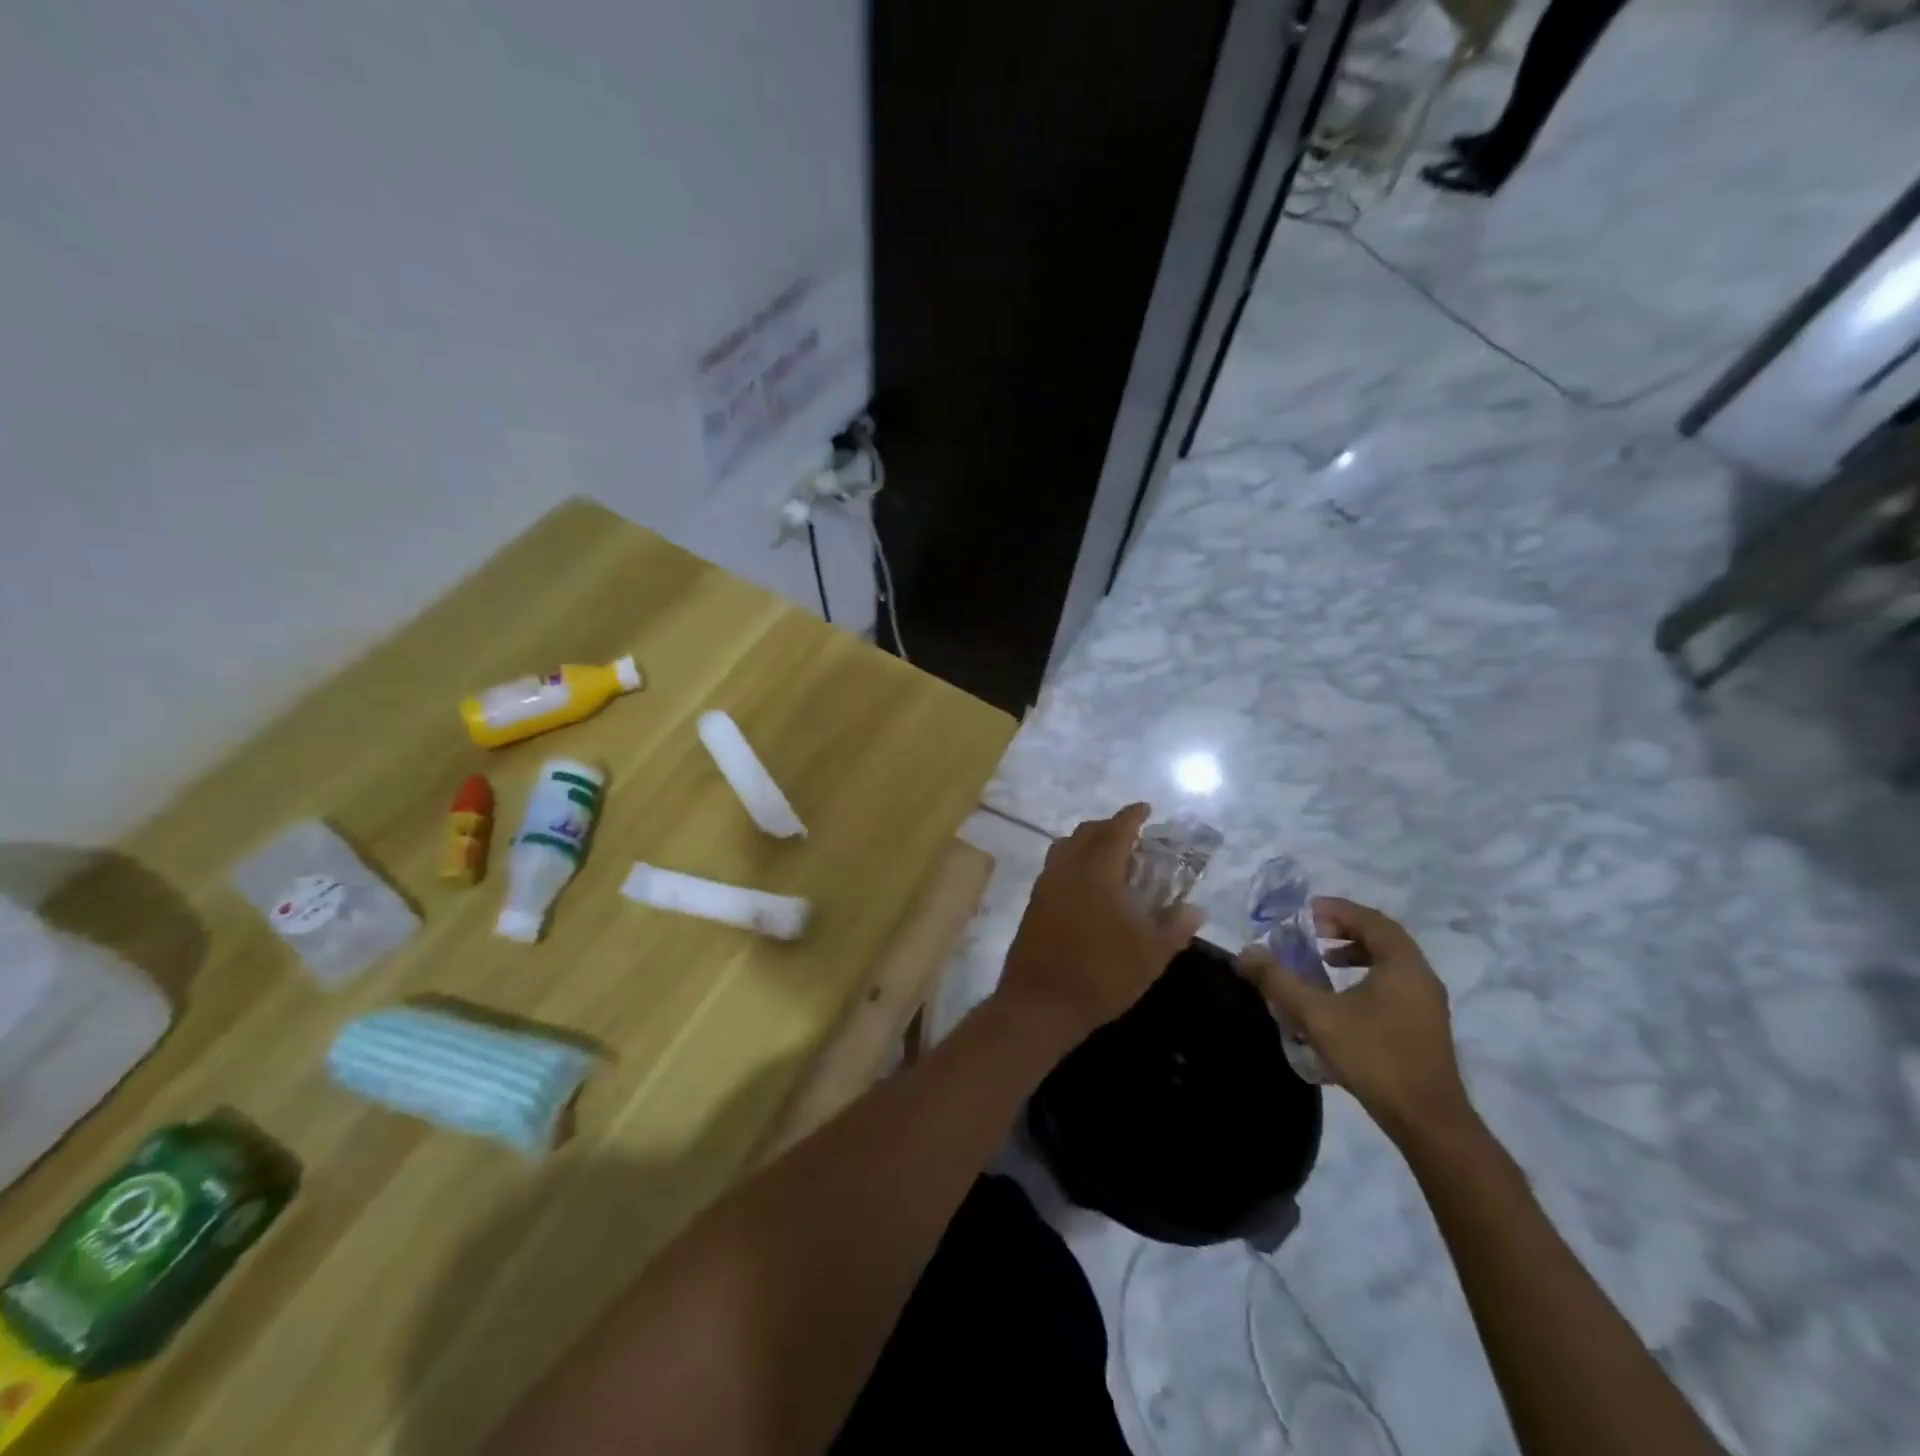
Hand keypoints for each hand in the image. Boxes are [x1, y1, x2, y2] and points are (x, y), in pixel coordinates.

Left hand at [996, 804, 1203, 1047]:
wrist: (1040, 1004)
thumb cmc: (1100, 975)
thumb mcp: (1149, 956)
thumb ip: (1174, 927)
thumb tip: (1196, 908)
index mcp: (1097, 871)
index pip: (1116, 830)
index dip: (1132, 816)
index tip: (1146, 808)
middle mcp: (1067, 869)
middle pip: (1087, 832)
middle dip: (1109, 826)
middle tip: (1132, 835)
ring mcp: (1045, 885)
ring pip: (1066, 847)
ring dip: (1087, 842)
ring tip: (1109, 856)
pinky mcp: (1034, 904)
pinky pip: (1055, 867)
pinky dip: (1073, 861)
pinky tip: (1086, 885)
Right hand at [1240, 897, 1470, 1142]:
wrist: (1427, 1121)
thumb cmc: (1374, 1056)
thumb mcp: (1317, 1015)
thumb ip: (1279, 981)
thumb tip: (1246, 953)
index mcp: (1402, 964)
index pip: (1370, 919)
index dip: (1336, 910)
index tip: (1304, 912)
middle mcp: (1421, 976)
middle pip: (1382, 937)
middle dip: (1343, 929)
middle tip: (1310, 932)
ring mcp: (1427, 1003)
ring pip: (1390, 962)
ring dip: (1355, 953)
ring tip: (1322, 961)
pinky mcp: (1425, 1026)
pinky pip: (1394, 984)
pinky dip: (1366, 976)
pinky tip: (1342, 999)